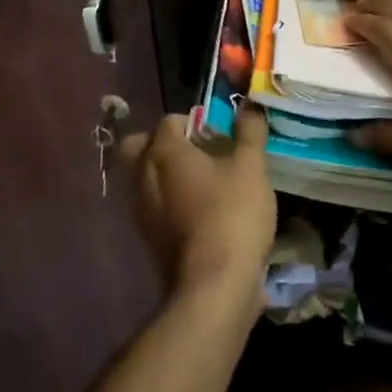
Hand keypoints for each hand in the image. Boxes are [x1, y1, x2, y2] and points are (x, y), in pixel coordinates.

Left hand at [117, 108, 275, 310]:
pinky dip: (168, 202)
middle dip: (163, 144)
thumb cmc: (231, 215)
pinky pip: (152, 206)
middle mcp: (142, 175)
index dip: (194, 121)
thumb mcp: (251, 168)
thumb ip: (249, 133)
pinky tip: (197, 212)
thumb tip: (249, 105)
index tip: (218, 133)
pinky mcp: (146, 237)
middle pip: (141, 146)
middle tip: (197, 153)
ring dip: (166, 174)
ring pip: (143, 178)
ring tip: (203, 184)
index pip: (169, 121)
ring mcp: (140, 209)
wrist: (212, 285)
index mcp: (163, 151)